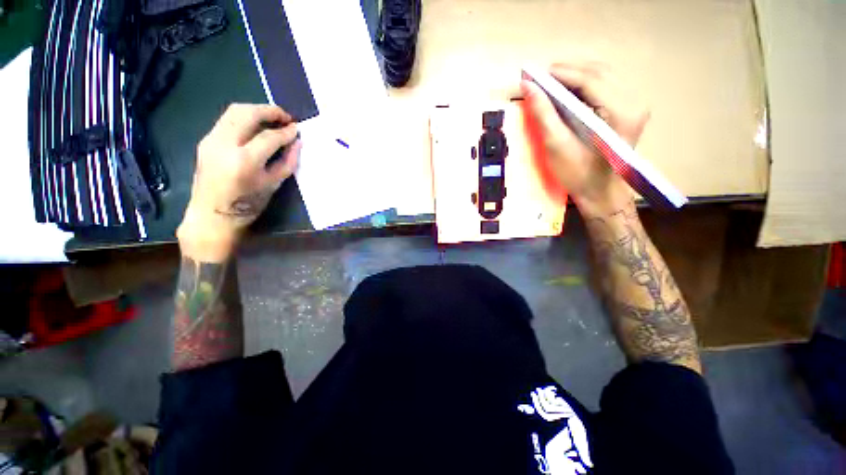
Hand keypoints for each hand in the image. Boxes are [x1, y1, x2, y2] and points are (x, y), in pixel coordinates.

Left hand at [177, 104, 300, 261]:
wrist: (211, 215)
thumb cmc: (247, 205)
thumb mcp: (273, 185)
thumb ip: (287, 162)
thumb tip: (297, 143)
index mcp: (243, 161)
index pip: (268, 137)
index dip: (286, 132)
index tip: (298, 129)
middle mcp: (223, 144)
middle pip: (247, 113)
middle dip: (270, 111)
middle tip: (286, 117)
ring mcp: (210, 140)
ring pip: (234, 111)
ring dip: (256, 110)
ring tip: (273, 118)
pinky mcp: (206, 140)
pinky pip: (227, 120)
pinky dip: (245, 118)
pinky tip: (257, 127)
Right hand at [521, 62, 649, 217]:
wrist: (601, 194)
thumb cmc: (578, 175)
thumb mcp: (557, 146)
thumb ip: (543, 114)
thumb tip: (528, 86)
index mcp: (621, 112)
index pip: (591, 79)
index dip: (561, 73)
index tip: (535, 73)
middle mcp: (633, 102)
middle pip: (599, 72)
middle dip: (568, 71)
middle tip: (540, 77)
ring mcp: (633, 105)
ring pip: (603, 76)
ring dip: (575, 75)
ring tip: (549, 82)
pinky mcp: (627, 110)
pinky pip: (605, 87)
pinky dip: (583, 85)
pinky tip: (566, 91)